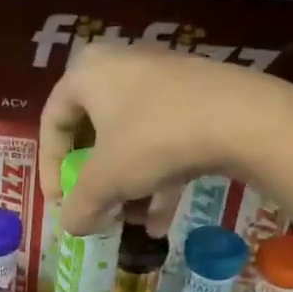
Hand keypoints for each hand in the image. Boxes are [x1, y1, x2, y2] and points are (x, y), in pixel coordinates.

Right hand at [38, 45, 290, 236]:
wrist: (243, 118)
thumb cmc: (154, 139)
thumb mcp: (107, 180)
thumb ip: (80, 205)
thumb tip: (70, 226)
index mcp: (87, 73)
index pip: (52, 120)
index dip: (49, 166)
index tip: (60, 201)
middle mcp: (122, 65)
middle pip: (94, 129)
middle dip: (93, 178)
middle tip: (95, 205)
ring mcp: (164, 78)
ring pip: (132, 137)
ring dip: (128, 184)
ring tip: (132, 222)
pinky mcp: (198, 95)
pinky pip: (164, 137)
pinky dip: (159, 176)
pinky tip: (163, 220)